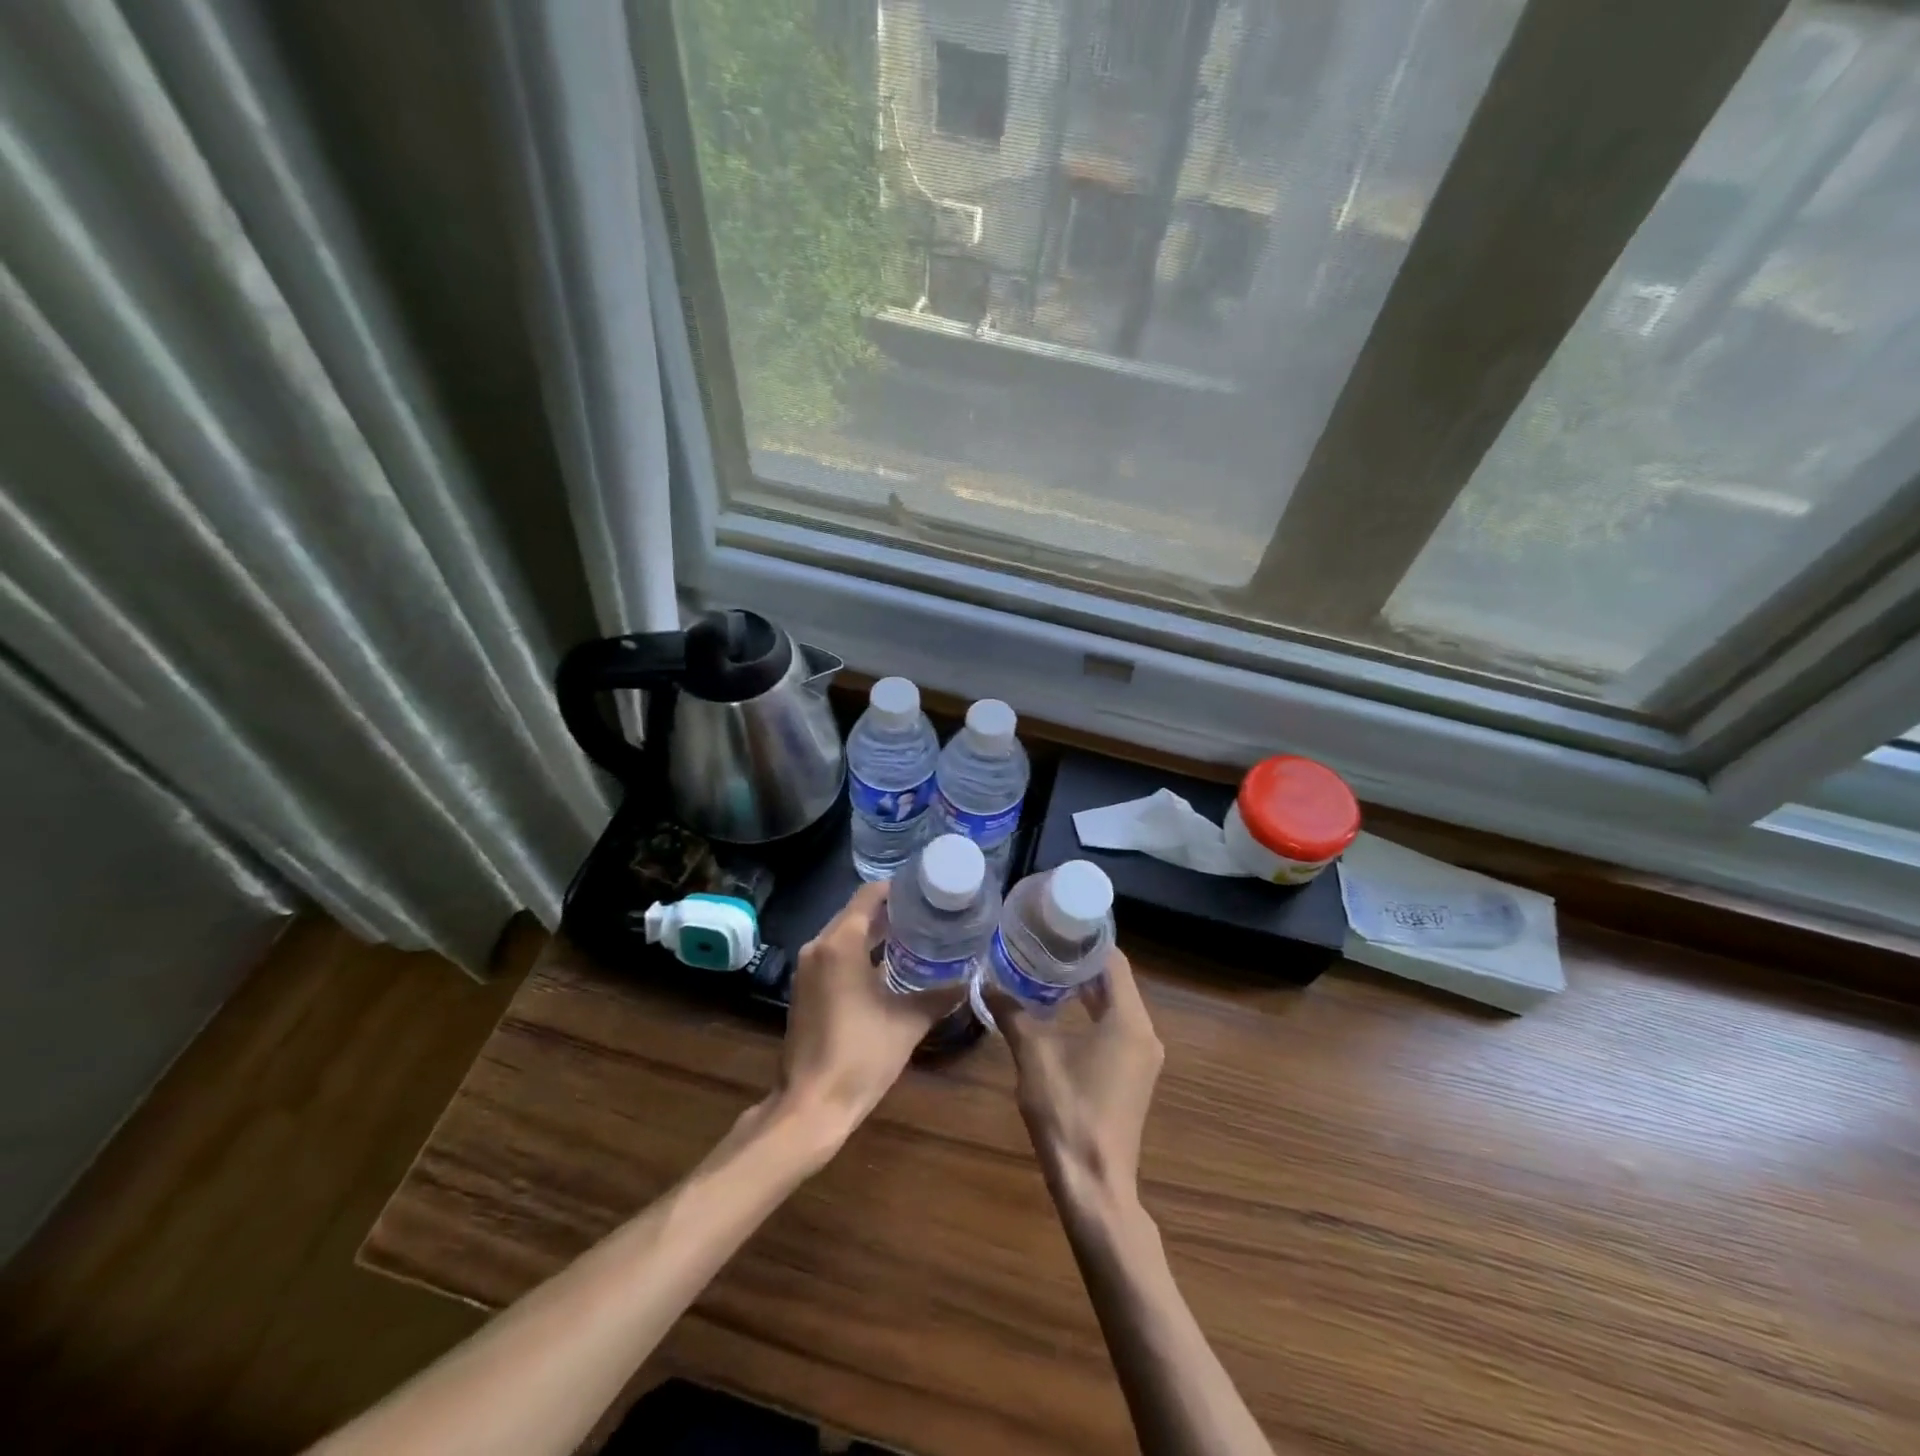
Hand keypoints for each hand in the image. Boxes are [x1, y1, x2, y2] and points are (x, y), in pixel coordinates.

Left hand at [770, 881, 957, 1149]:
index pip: (868, 896)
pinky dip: (857, 952)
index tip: (925, 891)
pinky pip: (833, 955)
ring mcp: (807, 968)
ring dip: (872, 932)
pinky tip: (885, 965)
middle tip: (926, 913)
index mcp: (841, 944)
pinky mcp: (804, 988)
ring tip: (912, 935)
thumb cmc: (861, 1056)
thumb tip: (970, 980)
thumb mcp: (907, 1023)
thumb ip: (939, 996)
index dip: (897, 889)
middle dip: (888, 911)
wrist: (811, 1105)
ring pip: (843, 934)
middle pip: (854, 913)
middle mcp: (818, 946)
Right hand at [994, 948, 1163, 1211]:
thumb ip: (1013, 1013)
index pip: (1113, 962)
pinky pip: (1116, 1029)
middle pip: (1116, 982)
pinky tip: (1060, 1011)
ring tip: (1047, 969)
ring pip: (1116, 1006)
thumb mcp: (1034, 1056)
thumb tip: (988, 982)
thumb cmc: (1067, 1112)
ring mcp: (1142, 1057)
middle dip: (1082, 962)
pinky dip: (1092, 1013)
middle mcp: (1144, 1033)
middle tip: (1045, 943)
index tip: (1058, 923)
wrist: (1094, 1185)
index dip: (1088, 940)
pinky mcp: (1133, 1076)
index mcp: (1129, 1021)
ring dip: (1086, 989)